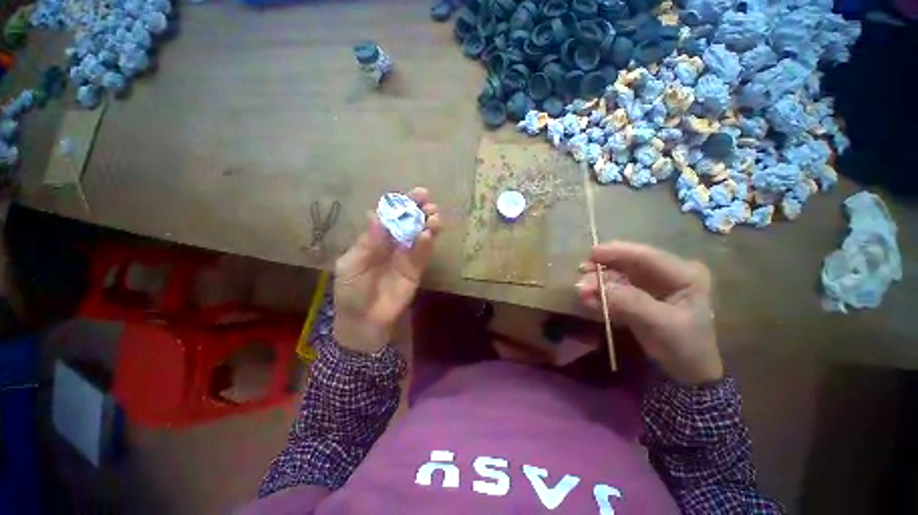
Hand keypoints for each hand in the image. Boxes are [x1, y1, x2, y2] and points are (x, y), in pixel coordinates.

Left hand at [333, 188, 441, 353]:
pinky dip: (427, 244)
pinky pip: (423, 254)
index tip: (415, 194)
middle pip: (408, 222)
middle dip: (419, 211)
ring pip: (419, 235)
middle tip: (429, 203)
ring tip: (434, 216)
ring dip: (428, 224)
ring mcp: (406, 256)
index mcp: (374, 239)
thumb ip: (368, 242)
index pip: (390, 216)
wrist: (363, 321)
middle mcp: (392, 243)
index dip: (401, 204)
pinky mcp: (416, 269)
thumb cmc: (351, 291)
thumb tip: (376, 213)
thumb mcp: (352, 265)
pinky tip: (428, 235)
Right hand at [575, 242, 721, 385]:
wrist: (686, 372)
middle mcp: (666, 274)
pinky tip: (588, 301)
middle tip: (581, 276)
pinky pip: (614, 290)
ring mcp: (650, 285)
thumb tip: (598, 286)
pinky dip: (601, 295)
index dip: (618, 252)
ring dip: (598, 283)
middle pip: (628, 263)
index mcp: (684, 274)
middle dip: (603, 269)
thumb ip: (631, 303)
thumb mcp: (661, 324)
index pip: (647, 256)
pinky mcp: (637, 296)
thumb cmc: (685, 347)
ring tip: (582, 293)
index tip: (591, 253)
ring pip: (618, 276)